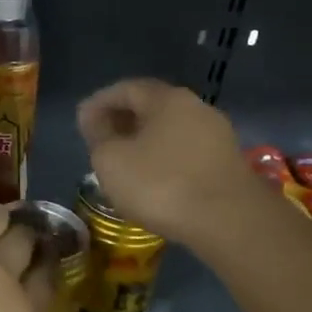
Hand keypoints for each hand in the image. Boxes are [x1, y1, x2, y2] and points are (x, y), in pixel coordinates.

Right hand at [77, 78, 252, 247]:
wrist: (230, 222)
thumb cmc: (162, 184)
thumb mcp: (111, 160)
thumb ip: (98, 135)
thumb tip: (95, 120)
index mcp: (167, 99)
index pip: (126, 88)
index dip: (99, 102)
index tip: (81, 122)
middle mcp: (196, 108)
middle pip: (151, 107)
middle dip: (122, 120)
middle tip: (100, 140)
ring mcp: (217, 136)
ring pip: (170, 130)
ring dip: (144, 141)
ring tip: (124, 163)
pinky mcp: (227, 164)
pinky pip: (186, 152)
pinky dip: (164, 158)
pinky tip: (153, 179)